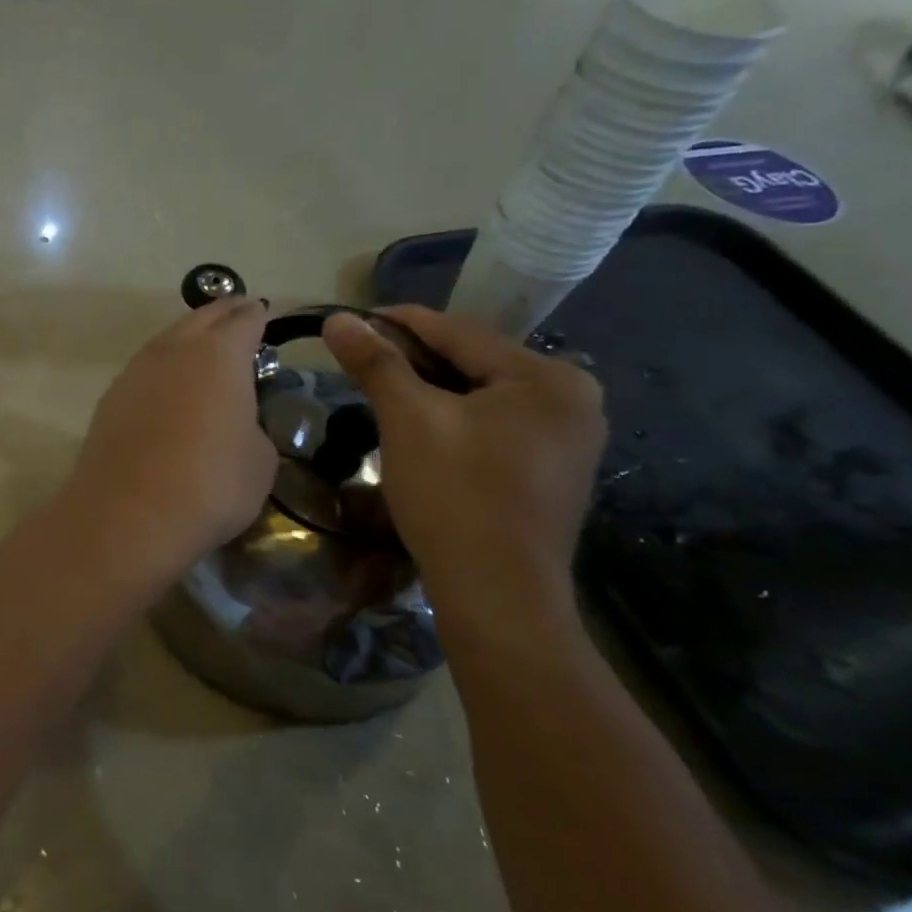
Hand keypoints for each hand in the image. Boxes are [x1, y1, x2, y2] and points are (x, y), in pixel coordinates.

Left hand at [65, 297, 277, 582]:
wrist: (127, 517)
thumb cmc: (210, 486)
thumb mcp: (260, 460)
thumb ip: (253, 425)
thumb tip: (236, 422)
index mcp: (219, 354)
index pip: (244, 320)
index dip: (258, 316)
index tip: (265, 315)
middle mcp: (173, 351)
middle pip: (201, 318)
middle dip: (223, 314)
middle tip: (239, 317)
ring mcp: (134, 373)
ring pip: (166, 341)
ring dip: (187, 339)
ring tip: (202, 350)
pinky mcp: (109, 400)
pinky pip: (144, 370)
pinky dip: (162, 369)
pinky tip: (167, 387)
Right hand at [323, 306, 605, 621]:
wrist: (497, 594)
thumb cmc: (454, 495)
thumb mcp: (409, 420)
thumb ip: (376, 363)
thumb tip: (338, 317)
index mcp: (548, 378)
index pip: (460, 332)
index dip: (400, 322)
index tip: (353, 319)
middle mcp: (573, 399)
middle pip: (475, 362)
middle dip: (415, 359)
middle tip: (361, 359)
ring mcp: (569, 439)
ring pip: (483, 396)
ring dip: (432, 390)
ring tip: (383, 390)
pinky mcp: (553, 471)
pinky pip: (495, 426)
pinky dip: (455, 419)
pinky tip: (422, 428)